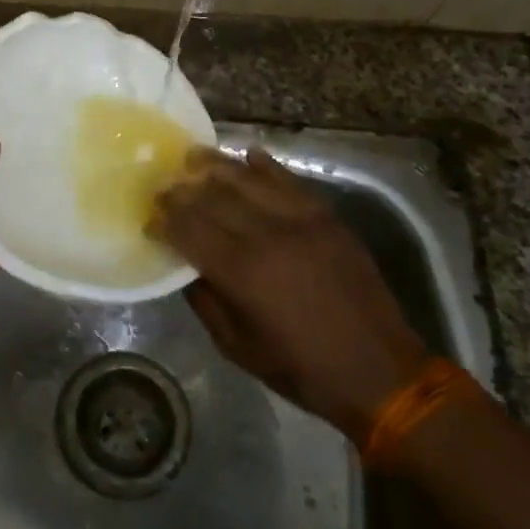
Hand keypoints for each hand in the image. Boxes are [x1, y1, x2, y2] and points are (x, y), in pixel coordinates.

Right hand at [150, 147, 429, 443]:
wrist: (380, 372)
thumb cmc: (302, 369)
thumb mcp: (237, 346)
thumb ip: (206, 300)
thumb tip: (186, 266)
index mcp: (243, 272)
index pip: (190, 229)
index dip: (164, 220)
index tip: (148, 217)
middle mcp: (269, 236)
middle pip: (213, 197)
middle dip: (182, 189)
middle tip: (162, 185)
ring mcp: (302, 221)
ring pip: (249, 180)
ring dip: (217, 165)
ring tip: (193, 156)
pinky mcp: (328, 219)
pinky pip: (291, 182)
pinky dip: (266, 166)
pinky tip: (249, 155)